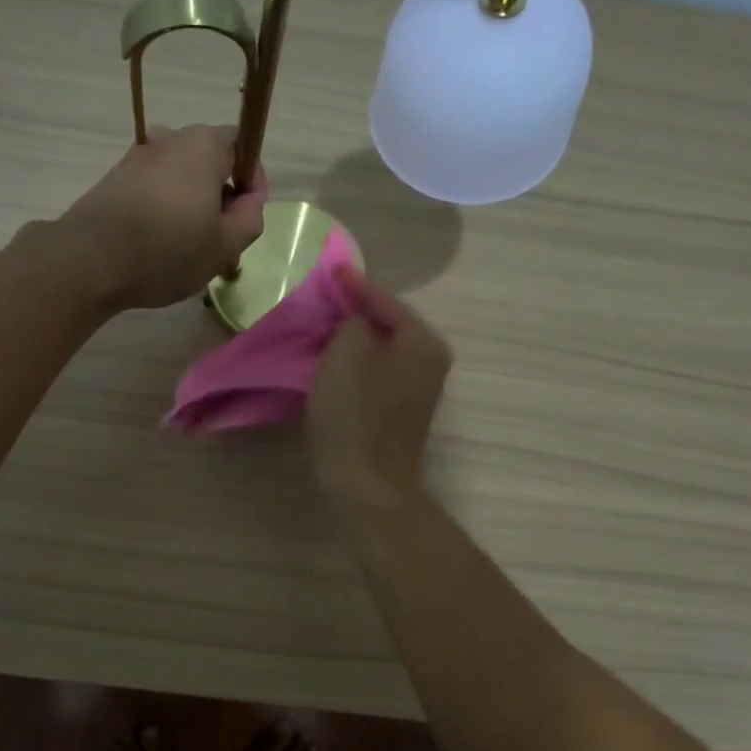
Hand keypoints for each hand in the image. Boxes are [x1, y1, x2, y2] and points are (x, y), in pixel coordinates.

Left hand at [58, 125, 266, 309]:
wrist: (91, 260)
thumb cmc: (169, 250)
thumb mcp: (225, 245)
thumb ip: (250, 218)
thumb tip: (249, 199)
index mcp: (203, 145)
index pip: (242, 146)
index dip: (252, 181)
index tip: (247, 216)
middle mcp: (169, 139)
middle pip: (209, 162)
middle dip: (221, 196)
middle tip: (222, 239)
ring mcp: (137, 157)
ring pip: (180, 178)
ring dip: (191, 205)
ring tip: (189, 248)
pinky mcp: (114, 179)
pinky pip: (153, 190)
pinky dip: (164, 211)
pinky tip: (159, 245)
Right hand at [306, 268, 451, 507]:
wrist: (367, 482)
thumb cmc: (356, 412)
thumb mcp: (347, 351)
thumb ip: (352, 319)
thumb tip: (355, 318)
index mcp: (423, 341)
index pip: (385, 300)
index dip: (354, 284)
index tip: (329, 269)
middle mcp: (429, 361)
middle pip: (386, 324)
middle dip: (354, 312)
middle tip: (321, 299)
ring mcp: (418, 389)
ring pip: (380, 350)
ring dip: (352, 340)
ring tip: (320, 327)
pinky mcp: (400, 412)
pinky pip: (376, 374)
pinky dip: (355, 365)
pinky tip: (331, 363)